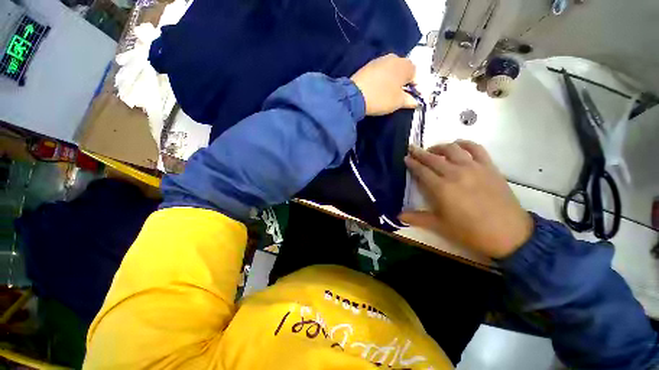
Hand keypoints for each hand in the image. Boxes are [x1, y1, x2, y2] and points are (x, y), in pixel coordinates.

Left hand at [350, 54, 417, 115]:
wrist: (355, 95)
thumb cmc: (382, 98)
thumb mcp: (398, 102)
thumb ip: (410, 100)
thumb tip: (415, 101)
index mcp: (405, 65)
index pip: (415, 74)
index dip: (414, 86)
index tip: (411, 97)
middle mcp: (394, 57)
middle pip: (402, 70)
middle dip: (402, 82)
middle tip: (399, 95)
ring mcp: (379, 60)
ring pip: (390, 70)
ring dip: (391, 80)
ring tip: (386, 93)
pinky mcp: (367, 65)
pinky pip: (379, 72)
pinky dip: (381, 79)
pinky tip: (376, 89)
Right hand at [400, 141, 532, 258]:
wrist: (509, 234)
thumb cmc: (470, 231)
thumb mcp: (440, 226)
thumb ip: (417, 218)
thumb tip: (398, 216)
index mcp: (441, 188)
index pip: (422, 170)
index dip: (412, 163)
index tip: (405, 158)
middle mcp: (455, 173)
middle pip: (433, 158)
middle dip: (420, 152)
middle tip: (412, 149)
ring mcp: (474, 168)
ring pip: (452, 149)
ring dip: (439, 146)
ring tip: (432, 149)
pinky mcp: (489, 167)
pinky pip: (476, 148)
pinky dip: (465, 143)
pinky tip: (458, 144)